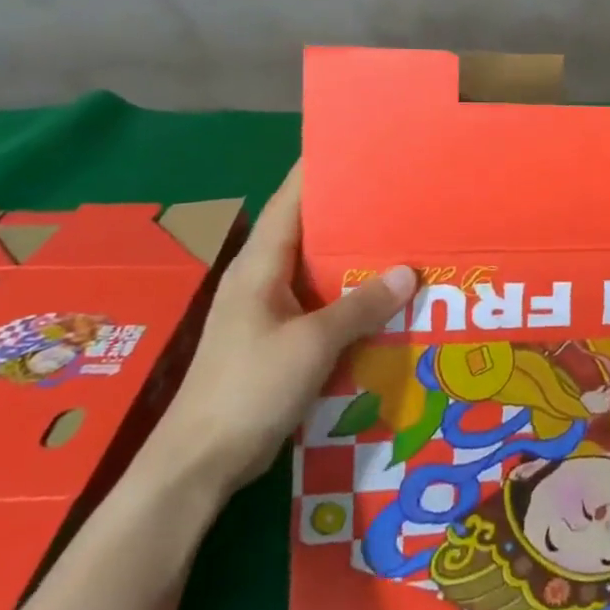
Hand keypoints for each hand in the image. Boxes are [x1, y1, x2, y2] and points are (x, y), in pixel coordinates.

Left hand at [146, 160, 416, 496]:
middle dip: (354, 212)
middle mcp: (262, 277)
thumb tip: (410, 272)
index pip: (293, 198)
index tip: (362, 145)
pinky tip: (384, 299)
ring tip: (404, 240)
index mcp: (261, 263)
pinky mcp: (278, 340)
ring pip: (319, 269)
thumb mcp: (313, 343)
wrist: (199, 464)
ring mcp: (268, 310)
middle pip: (311, 229)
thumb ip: (362, 305)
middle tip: (402, 194)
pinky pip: (321, 303)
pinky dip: (350, 296)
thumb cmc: (248, 389)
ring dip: (355, 258)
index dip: (323, 169)